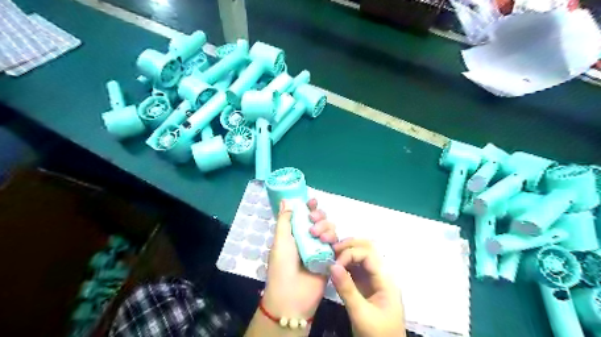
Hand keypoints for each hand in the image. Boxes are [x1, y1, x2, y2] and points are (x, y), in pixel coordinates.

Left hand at [264, 200, 336, 320]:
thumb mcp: (280, 240)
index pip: (304, 215)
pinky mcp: (331, 258)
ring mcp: (320, 248)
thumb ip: (285, 220)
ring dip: (326, 227)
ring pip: (330, 229)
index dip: (309, 207)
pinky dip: (335, 239)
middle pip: (320, 220)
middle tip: (313, 221)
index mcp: (295, 233)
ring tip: (318, 237)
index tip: (312, 201)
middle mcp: (308, 239)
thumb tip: (285, 200)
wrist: (292, 296)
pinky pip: (337, 244)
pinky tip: (329, 243)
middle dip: (319, 216)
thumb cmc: (282, 266)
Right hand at [331, 239, 405, 336]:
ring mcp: (374, 279)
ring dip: (347, 252)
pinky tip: (335, 267)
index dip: (350, 253)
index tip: (335, 264)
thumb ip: (347, 289)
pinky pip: (356, 267)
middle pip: (368, 248)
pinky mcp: (366, 285)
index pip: (368, 254)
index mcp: (385, 280)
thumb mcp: (360, 314)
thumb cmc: (377, 334)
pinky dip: (345, 263)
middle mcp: (380, 274)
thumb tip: (332, 265)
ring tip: (331, 256)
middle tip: (332, 250)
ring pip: (361, 255)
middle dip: (350, 245)